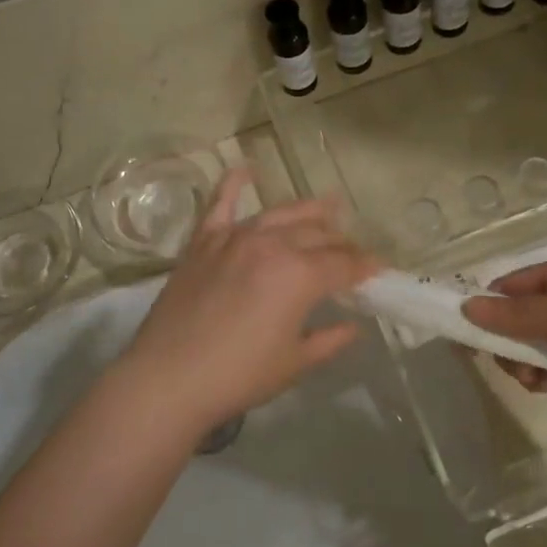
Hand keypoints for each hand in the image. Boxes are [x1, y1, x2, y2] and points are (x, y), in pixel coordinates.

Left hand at [116, 168, 379, 432]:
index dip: (366, 267)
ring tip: (329, 205)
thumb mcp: (295, 363)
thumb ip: (330, 340)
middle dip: (342, 242)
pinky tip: (246, 168)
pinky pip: (221, 202)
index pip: (344, 264)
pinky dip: (234, 183)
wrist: (168, 378)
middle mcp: (272, 245)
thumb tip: (353, 326)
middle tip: (353, 252)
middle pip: (318, 235)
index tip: (379, 270)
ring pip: (281, 214)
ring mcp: (235, 237)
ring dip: (309, 210)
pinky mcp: (203, 241)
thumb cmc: (238, 376)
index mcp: (300, 275)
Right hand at [464, 257, 546, 424]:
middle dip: (506, 342)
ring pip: (528, 343)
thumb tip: (464, 307)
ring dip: (523, 363)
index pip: (509, 285)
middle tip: (513, 366)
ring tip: (537, 383)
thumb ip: (520, 314)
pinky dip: (541, 375)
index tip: (465, 336)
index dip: (485, 307)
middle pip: (515, 316)